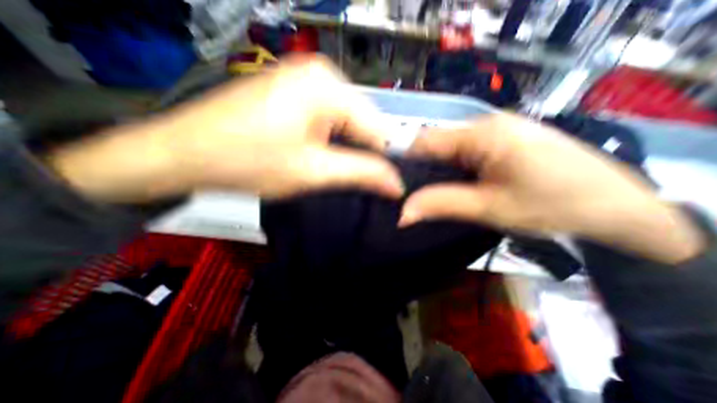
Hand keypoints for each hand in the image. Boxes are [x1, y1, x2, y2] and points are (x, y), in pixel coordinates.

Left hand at [43, 54, 401, 201]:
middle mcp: (322, 74)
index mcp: (330, 87)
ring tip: (332, 169)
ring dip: (345, 148)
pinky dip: (330, 140)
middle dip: (360, 153)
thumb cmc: (250, 162)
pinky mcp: (293, 90)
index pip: (379, 127)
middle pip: (362, 122)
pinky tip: (318, 154)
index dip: (385, 159)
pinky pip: (328, 118)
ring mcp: (305, 79)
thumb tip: (397, 185)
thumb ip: (362, 174)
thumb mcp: (314, 172)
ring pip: (346, 122)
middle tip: (351, 179)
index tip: (386, 186)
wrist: (184, 152)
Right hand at [398, 114, 704, 263]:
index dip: (404, 160)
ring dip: (440, 169)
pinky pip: (467, 150)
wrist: (620, 210)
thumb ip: (441, 205)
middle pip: (438, 143)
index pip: (425, 140)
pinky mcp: (506, 139)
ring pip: (451, 148)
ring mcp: (498, 129)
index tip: (393, 182)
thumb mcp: (489, 208)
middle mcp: (487, 123)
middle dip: (423, 168)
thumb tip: (402, 214)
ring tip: (432, 190)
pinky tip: (457, 183)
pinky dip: (456, 167)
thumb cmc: (552, 206)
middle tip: (411, 192)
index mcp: (482, 133)